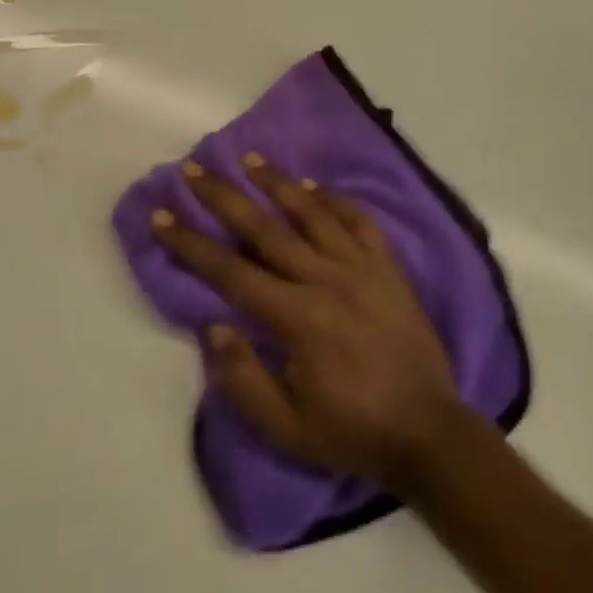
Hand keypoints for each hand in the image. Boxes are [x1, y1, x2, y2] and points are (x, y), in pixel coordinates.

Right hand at [152, 154, 473, 494]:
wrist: (431, 435)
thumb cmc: (352, 432)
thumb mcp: (288, 430)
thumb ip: (244, 380)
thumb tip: (215, 326)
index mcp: (298, 319)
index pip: (231, 272)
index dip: (191, 243)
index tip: (161, 216)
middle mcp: (327, 280)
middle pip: (264, 229)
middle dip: (223, 197)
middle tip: (193, 169)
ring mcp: (362, 269)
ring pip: (312, 213)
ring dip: (278, 182)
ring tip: (250, 157)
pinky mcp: (390, 269)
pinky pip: (360, 222)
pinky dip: (335, 200)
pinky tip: (314, 185)